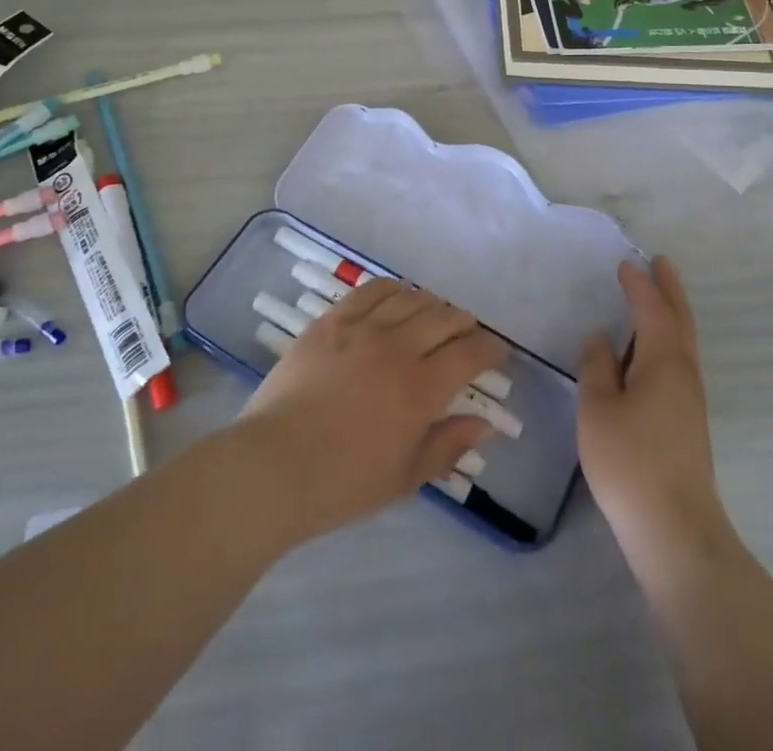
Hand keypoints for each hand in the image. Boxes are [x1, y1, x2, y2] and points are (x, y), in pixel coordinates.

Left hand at [239, 278, 508, 541]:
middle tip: (469, 332)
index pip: (469, 354)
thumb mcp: (405, 477)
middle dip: (464, 322)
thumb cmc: (343, 483)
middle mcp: (396, 348)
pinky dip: (392, 288)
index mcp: (420, 389)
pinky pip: (370, 291)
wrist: (274, 465)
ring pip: (410, 299)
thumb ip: (447, 446)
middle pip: (443, 318)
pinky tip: (399, 294)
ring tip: (436, 313)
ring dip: (431, 303)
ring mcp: (361, 329)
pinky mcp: (331, 321)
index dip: (490, 348)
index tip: (497, 351)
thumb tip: (485, 424)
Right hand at [579, 258, 726, 572]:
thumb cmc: (629, 462)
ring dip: (672, 314)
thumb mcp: (597, 408)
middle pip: (680, 320)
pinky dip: (668, 339)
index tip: (626, 263)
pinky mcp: (688, 422)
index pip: (651, 310)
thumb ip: (597, 366)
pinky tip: (650, 352)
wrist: (675, 530)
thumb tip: (602, 338)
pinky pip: (679, 362)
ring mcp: (690, 400)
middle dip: (670, 290)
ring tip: (657, 298)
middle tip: (661, 263)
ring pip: (684, 342)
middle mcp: (684, 373)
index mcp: (663, 361)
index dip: (639, 285)